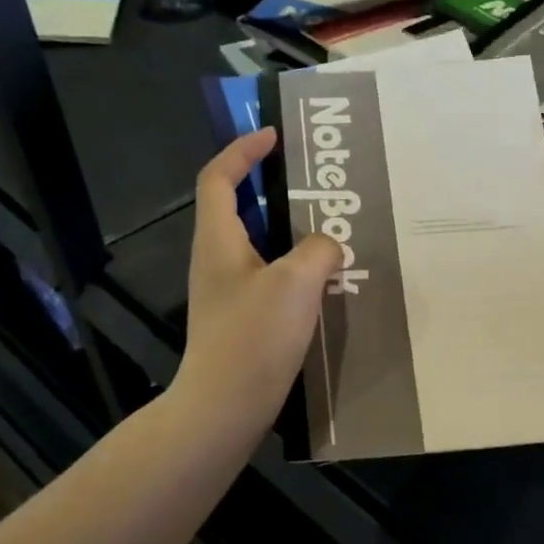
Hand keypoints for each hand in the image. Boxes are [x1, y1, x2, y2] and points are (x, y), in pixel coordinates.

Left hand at [173, 128, 340, 432]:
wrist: (225, 406)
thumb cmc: (254, 337)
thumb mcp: (296, 283)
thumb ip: (319, 251)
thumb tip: (328, 246)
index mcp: (218, 240)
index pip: (218, 178)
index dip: (242, 151)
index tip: (274, 137)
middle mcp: (215, 260)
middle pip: (236, 208)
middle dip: (271, 189)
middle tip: (313, 187)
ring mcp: (226, 293)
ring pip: (257, 245)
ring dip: (288, 232)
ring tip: (328, 231)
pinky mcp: (239, 320)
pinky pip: (268, 277)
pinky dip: (292, 268)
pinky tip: (323, 283)